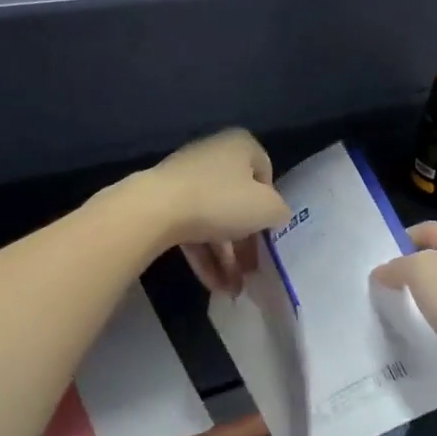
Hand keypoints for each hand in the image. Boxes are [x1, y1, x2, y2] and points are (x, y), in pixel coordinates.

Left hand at [142, 129, 290, 293]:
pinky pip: (192, 229)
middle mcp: (213, 156)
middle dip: (247, 241)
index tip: (269, 230)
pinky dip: (204, 256)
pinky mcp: (165, 203)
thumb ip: (279, 212)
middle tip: (254, 269)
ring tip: (235, 289)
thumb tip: (276, 216)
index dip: (271, 203)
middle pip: (237, 201)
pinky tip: (215, 285)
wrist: (156, 209)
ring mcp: (185, 180)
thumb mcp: (267, 208)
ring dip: (227, 257)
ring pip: (214, 220)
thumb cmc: (222, 200)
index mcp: (240, 146)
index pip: (265, 172)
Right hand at [370, 222, 436, 371]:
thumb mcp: (420, 271)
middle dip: (408, 268)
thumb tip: (382, 272)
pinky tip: (421, 327)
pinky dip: (433, 315)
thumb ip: (397, 266)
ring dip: (420, 294)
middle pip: (434, 257)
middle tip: (383, 285)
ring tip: (397, 307)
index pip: (426, 229)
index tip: (379, 262)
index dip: (400, 239)